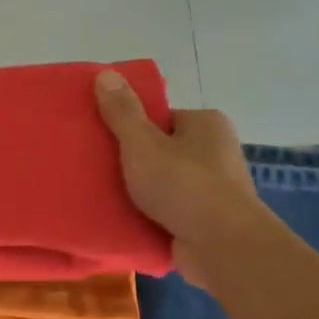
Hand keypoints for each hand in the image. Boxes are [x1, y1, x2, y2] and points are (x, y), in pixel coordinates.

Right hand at [94, 70, 264, 287]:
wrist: (222, 246)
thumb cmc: (183, 185)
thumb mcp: (143, 144)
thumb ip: (123, 112)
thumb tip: (105, 73)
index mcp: (206, 124)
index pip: (162, 118)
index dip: (132, 128)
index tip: (104, 142)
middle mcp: (215, 152)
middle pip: (162, 151)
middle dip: (134, 163)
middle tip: (97, 170)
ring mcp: (213, 189)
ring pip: (165, 184)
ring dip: (139, 193)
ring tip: (103, 197)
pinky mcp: (206, 221)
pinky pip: (169, 211)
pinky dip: (150, 216)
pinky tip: (123, 221)